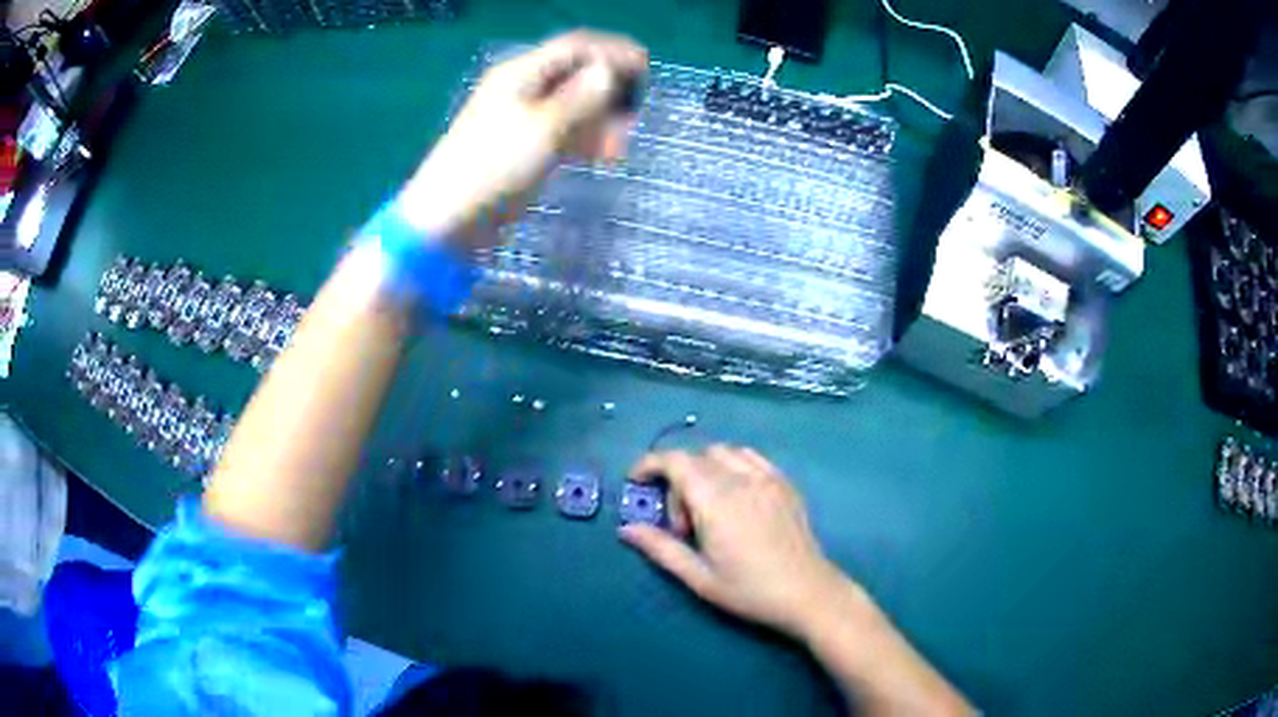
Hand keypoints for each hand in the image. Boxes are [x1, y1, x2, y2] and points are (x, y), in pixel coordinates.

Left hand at [398, 30, 647, 249]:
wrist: (449, 221)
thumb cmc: (493, 168)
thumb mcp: (544, 129)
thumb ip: (581, 98)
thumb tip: (609, 71)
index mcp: (521, 74)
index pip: (575, 47)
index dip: (613, 51)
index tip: (646, 69)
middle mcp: (522, 88)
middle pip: (576, 74)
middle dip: (609, 90)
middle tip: (633, 118)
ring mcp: (520, 118)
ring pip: (572, 105)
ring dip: (600, 119)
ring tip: (619, 146)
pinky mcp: (522, 146)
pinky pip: (562, 130)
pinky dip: (584, 138)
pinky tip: (602, 156)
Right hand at [619, 445, 852, 636]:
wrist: (808, 593)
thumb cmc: (750, 591)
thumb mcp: (699, 578)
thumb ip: (661, 549)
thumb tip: (626, 530)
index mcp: (716, 501)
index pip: (675, 461)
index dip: (649, 464)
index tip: (636, 482)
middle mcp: (741, 479)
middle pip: (696, 458)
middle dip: (676, 482)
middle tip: (683, 527)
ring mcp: (768, 478)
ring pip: (724, 453)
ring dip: (704, 470)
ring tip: (708, 510)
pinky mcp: (785, 483)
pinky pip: (751, 457)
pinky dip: (732, 466)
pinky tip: (736, 498)